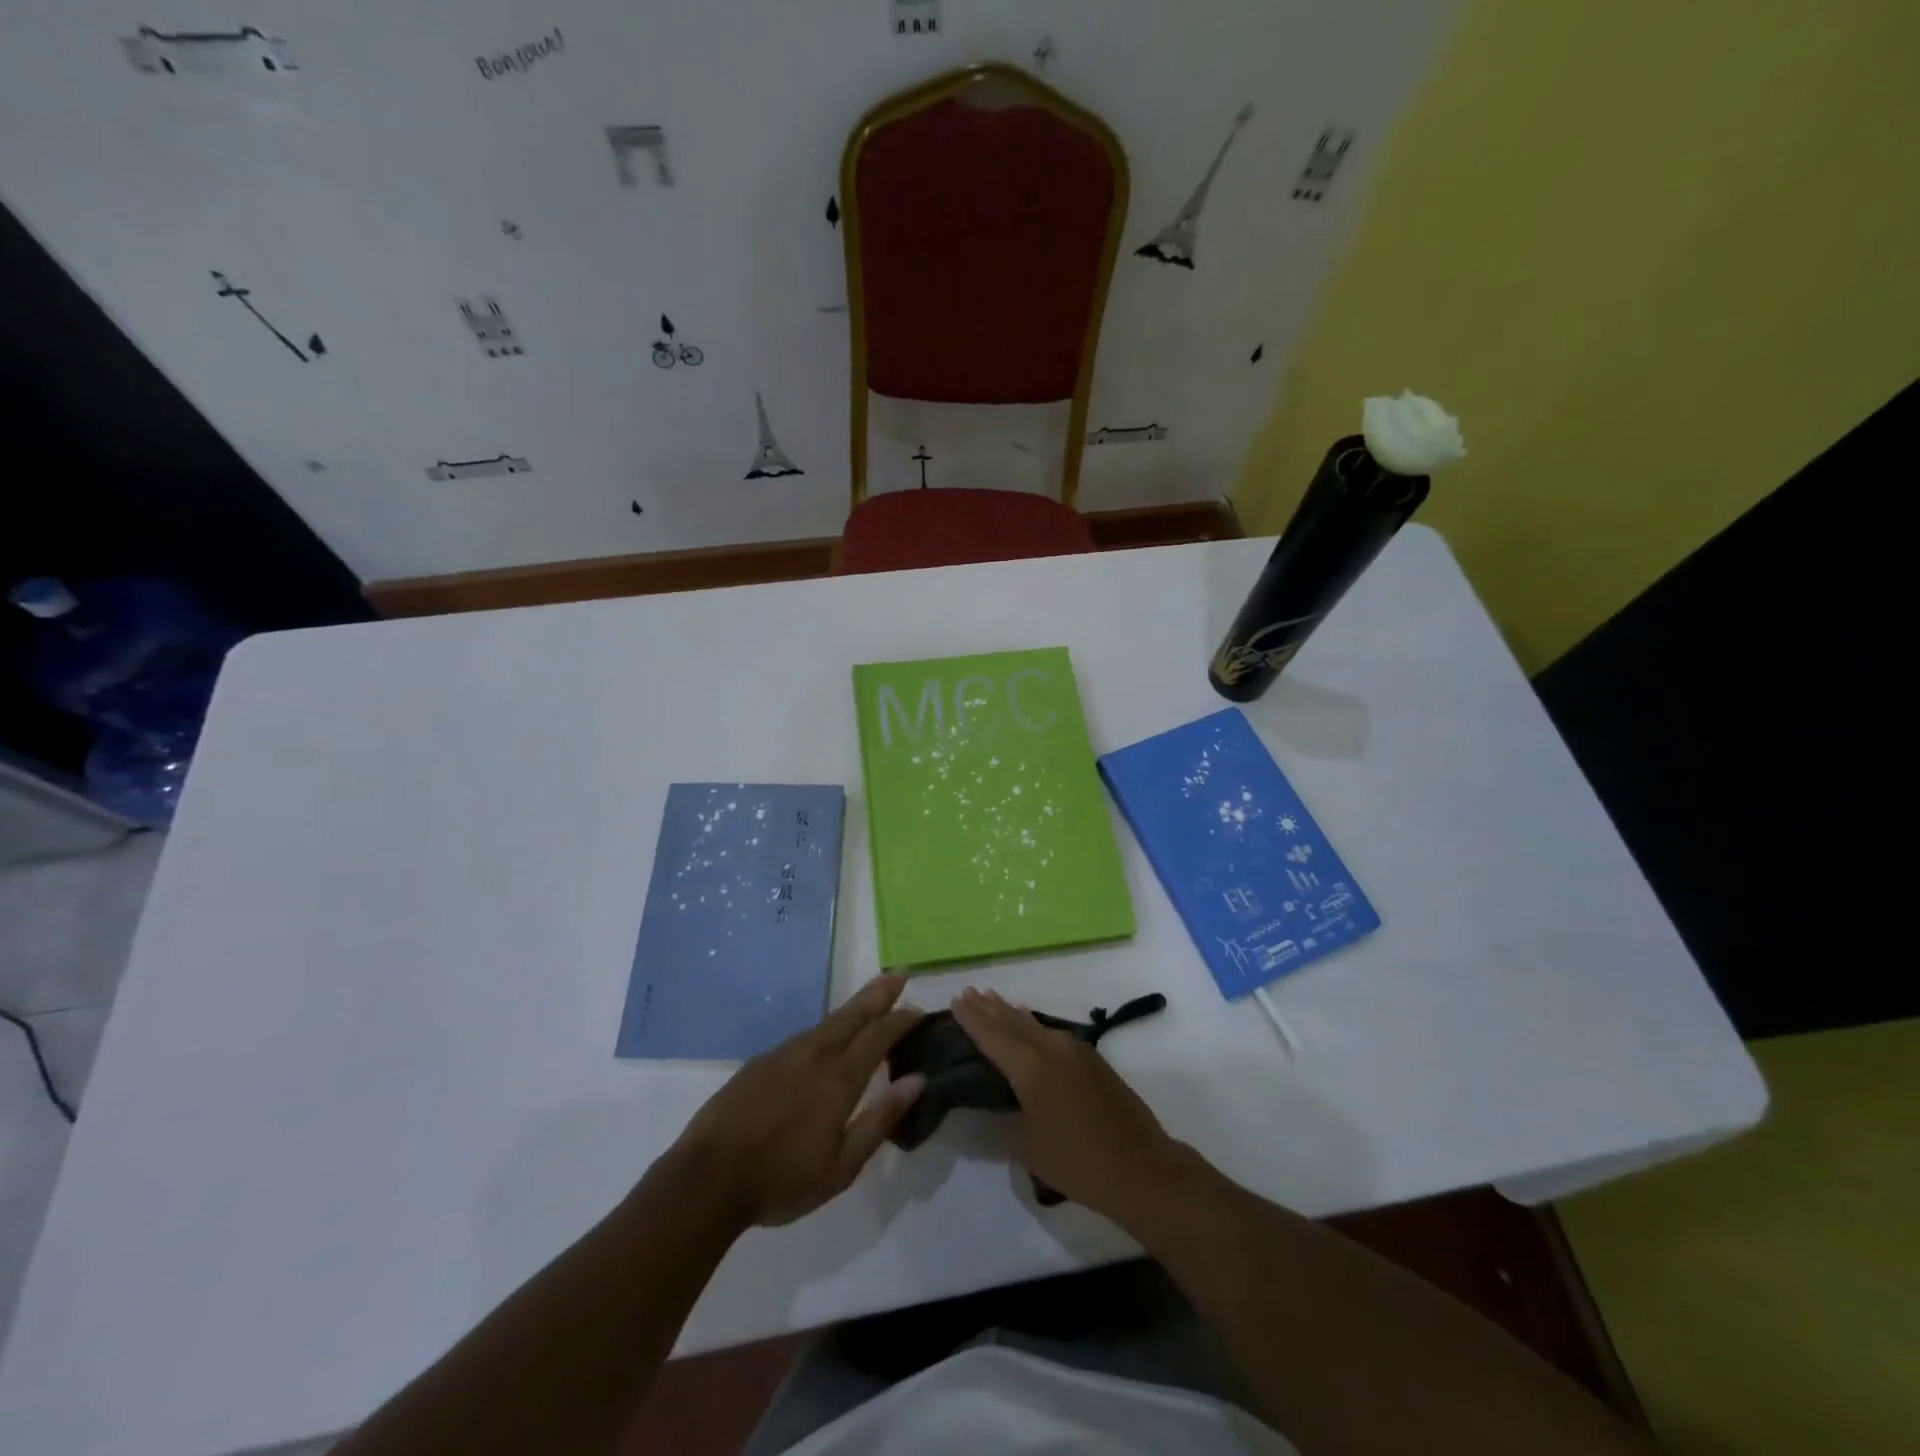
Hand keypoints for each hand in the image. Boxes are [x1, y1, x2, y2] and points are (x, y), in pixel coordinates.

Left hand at [670, 976, 924, 1228]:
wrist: (708, 1179)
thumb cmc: (782, 1180)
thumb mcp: (842, 1166)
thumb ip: (881, 1119)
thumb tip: (917, 1080)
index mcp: (839, 1078)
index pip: (879, 1035)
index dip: (901, 1020)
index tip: (918, 1010)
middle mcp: (814, 1054)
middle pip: (853, 1014)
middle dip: (879, 993)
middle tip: (898, 974)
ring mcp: (784, 1053)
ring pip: (826, 1023)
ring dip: (852, 1010)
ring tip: (867, 1007)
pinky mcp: (761, 1062)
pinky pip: (803, 1038)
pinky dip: (824, 1031)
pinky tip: (824, 1043)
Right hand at [951, 988, 1181, 1219]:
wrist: (1140, 1166)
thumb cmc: (1077, 1162)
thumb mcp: (1028, 1147)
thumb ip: (1006, 1120)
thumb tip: (993, 1106)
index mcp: (1030, 1067)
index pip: (992, 1036)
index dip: (972, 1018)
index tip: (956, 1000)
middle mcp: (1050, 1048)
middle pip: (1012, 1022)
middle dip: (988, 1008)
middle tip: (968, 992)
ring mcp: (1075, 1050)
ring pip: (1034, 1024)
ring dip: (1011, 1012)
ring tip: (992, 999)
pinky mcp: (1092, 1059)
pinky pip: (1052, 1032)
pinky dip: (1033, 1025)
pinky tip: (1029, 1025)